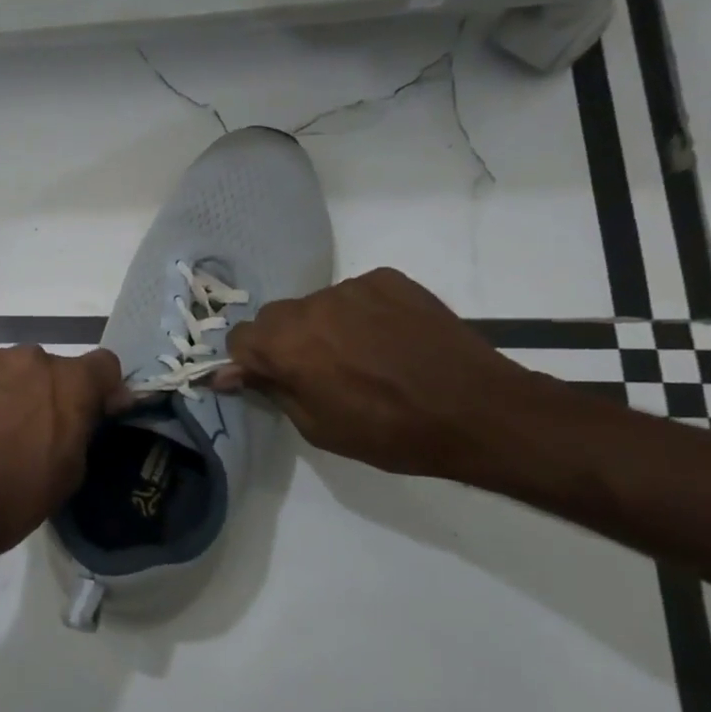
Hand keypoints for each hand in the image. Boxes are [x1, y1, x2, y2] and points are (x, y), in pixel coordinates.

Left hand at [0, 345, 122, 567]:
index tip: (94, 412)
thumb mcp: (70, 472)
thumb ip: (84, 428)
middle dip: (49, 393)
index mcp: (71, 382)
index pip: (104, 365)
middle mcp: (32, 357)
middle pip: (52, 368)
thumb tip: (92, 409)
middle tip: (33, 429)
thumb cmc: (14, 496)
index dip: (102, 388)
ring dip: (12, 390)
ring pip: (12, 369)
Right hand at [221, 268, 542, 478]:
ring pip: (316, 305)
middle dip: (283, 342)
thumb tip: (232, 374)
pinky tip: (386, 340)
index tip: (265, 380)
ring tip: (360, 357)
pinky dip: (358, 314)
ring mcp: (352, 288)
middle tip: (316, 372)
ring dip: (322, 327)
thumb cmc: (390, 432)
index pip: (240, 338)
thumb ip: (272, 390)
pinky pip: (354, 294)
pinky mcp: (388, 279)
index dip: (247, 361)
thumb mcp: (317, 427)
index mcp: (286, 344)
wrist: (478, 411)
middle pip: (275, 318)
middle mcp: (311, 306)